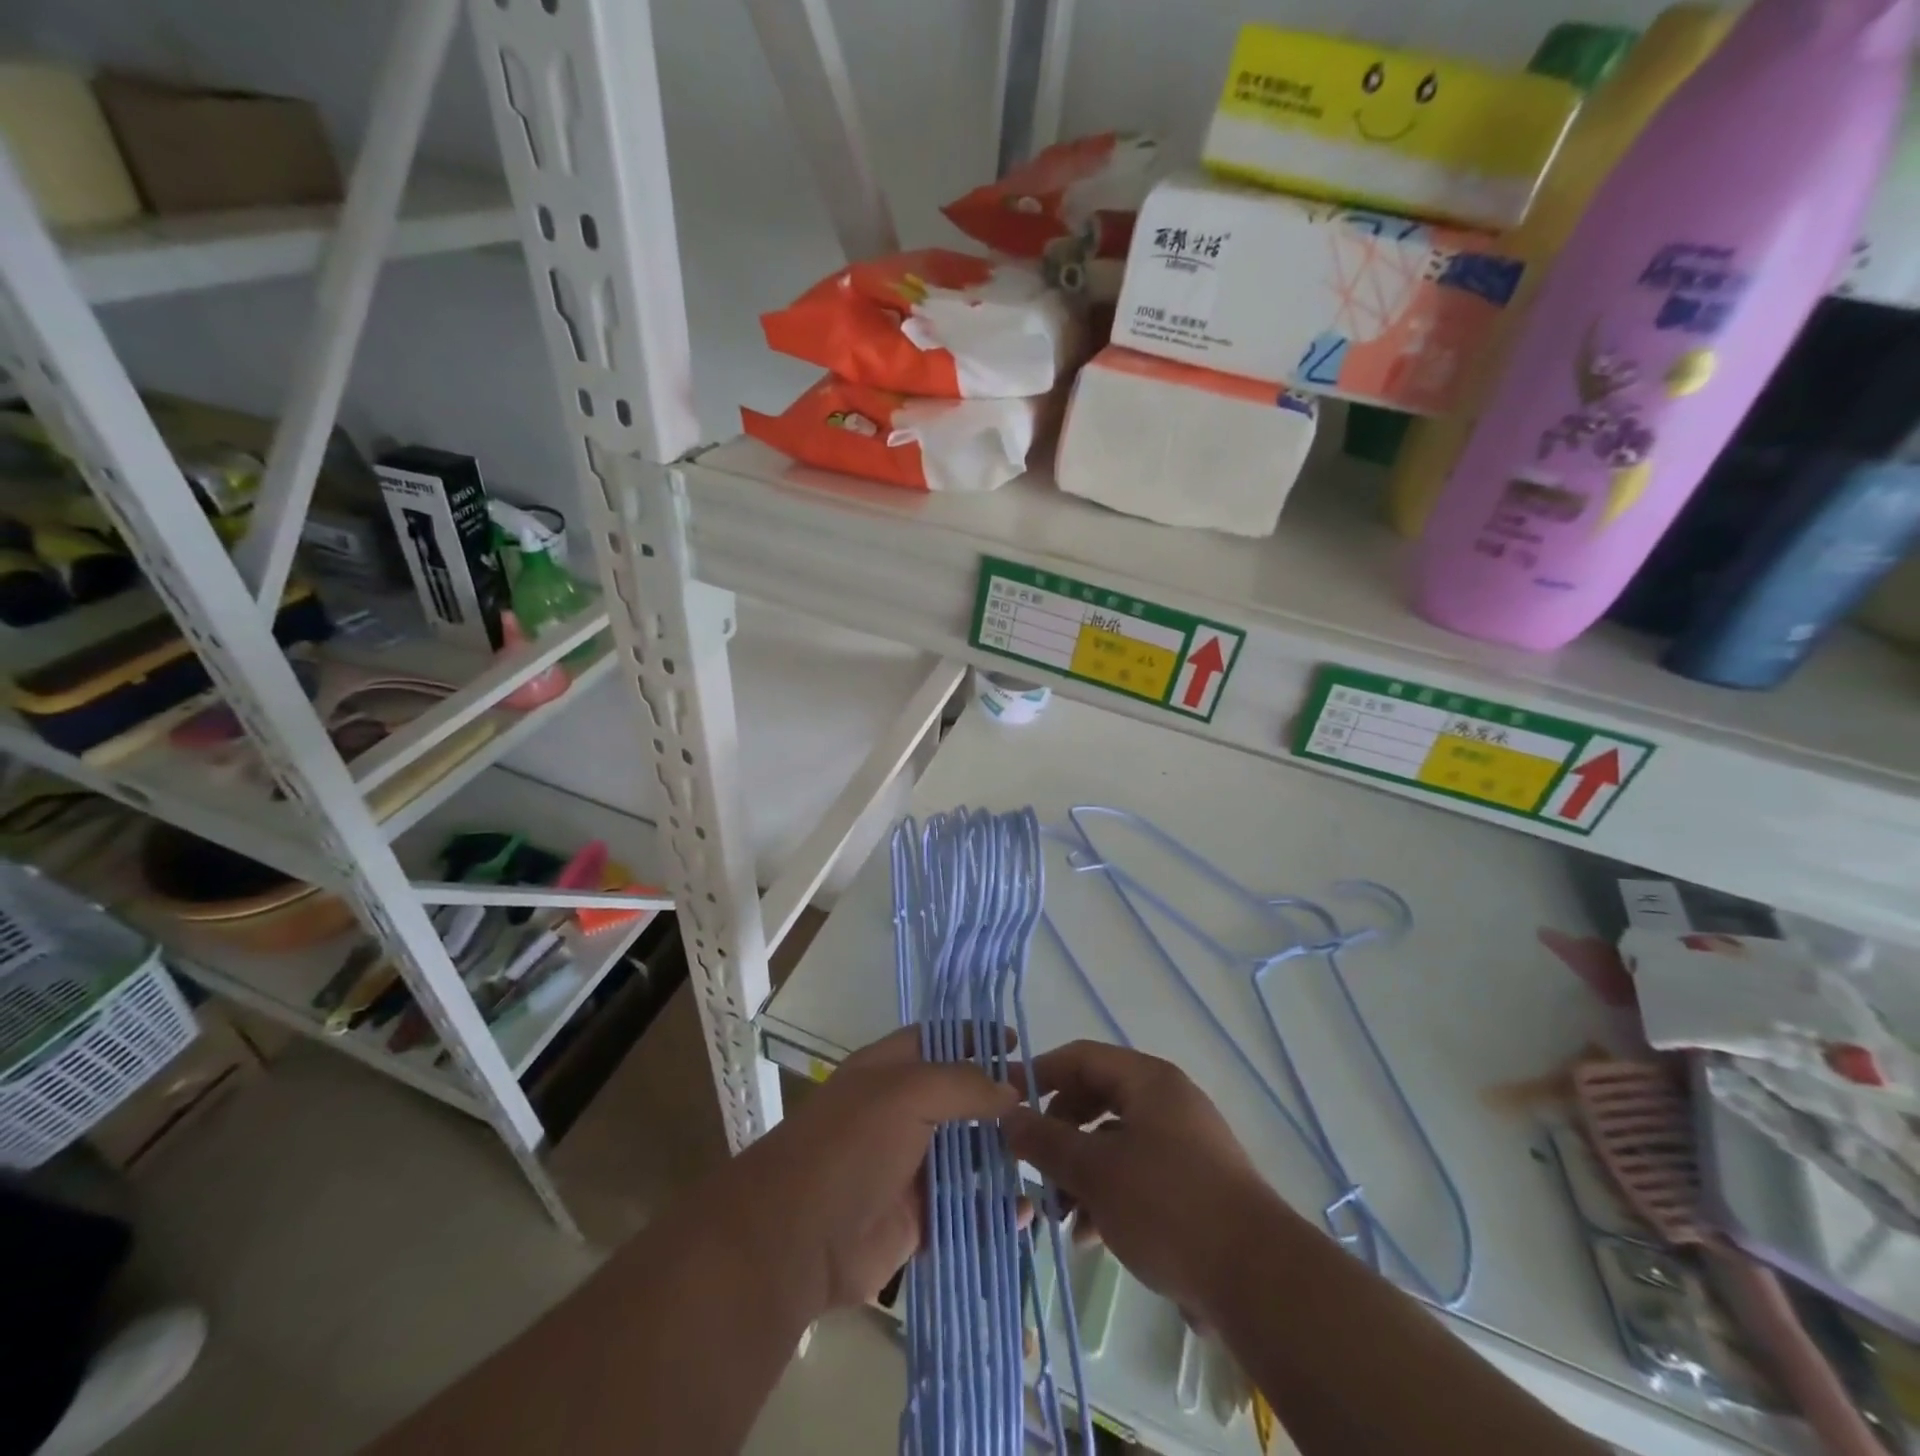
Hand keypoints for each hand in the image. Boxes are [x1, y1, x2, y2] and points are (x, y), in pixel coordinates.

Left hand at [735, 1027, 1019, 1312]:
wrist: (796, 1237)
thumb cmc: (851, 1144)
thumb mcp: (907, 1092)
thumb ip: (962, 1084)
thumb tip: (1009, 1089)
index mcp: (889, 1070)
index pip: (939, 1040)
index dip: (975, 1038)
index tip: (1018, 1044)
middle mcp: (899, 1112)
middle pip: (957, 1099)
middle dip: (997, 1102)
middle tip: (1044, 1110)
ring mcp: (907, 1166)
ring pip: (964, 1156)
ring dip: (1000, 1159)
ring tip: (1043, 1160)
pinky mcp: (915, 1219)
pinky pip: (963, 1210)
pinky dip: (992, 1212)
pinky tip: (1024, 1213)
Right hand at [1005, 1040, 1286, 1324]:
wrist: (1258, 1280)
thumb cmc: (1168, 1206)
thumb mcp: (1095, 1172)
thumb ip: (1046, 1141)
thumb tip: (1008, 1116)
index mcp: (1148, 1080)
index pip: (1080, 1057)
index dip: (1039, 1074)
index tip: (1005, 1102)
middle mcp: (1166, 1101)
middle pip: (1095, 1100)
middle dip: (1058, 1134)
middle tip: (1031, 1165)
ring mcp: (1183, 1144)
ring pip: (1113, 1142)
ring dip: (1079, 1172)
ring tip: (1057, 1214)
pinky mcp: (1193, 1185)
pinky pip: (1136, 1174)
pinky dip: (1108, 1195)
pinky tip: (1090, 1235)